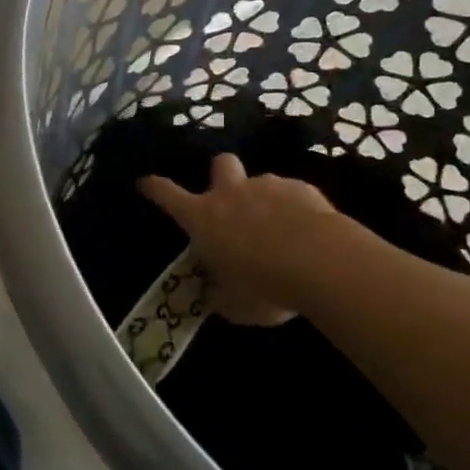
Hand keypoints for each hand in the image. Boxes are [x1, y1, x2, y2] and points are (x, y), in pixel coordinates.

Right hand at [140, 155, 344, 325]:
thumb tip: (213, 293)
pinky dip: (296, 209)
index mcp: (203, 218)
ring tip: (281, 231)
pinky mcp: (303, 189)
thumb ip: (219, 295)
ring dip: (264, 200)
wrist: (323, 263)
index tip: (145, 182)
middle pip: (219, 164)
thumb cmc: (265, 285)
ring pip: (260, 182)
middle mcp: (231, 194)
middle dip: (222, 175)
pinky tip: (309, 234)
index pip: (167, 194)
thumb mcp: (234, 305)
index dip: (154, 187)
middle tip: (231, 200)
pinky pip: (293, 194)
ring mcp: (268, 186)